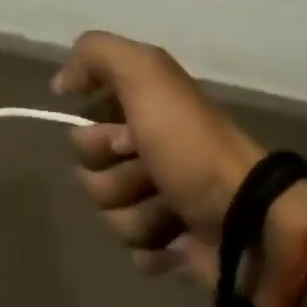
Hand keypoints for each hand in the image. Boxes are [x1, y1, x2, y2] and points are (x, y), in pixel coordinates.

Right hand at [51, 31, 265, 285]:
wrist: (246, 219)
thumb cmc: (190, 145)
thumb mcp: (145, 74)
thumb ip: (97, 55)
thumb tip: (60, 84)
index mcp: (147, 112)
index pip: (84, 126)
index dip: (97, 135)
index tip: (125, 136)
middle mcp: (153, 150)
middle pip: (90, 174)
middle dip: (115, 178)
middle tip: (150, 173)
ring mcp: (165, 199)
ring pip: (111, 214)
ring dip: (138, 215)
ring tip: (172, 212)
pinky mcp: (175, 245)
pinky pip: (136, 251)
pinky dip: (155, 247)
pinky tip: (179, 239)